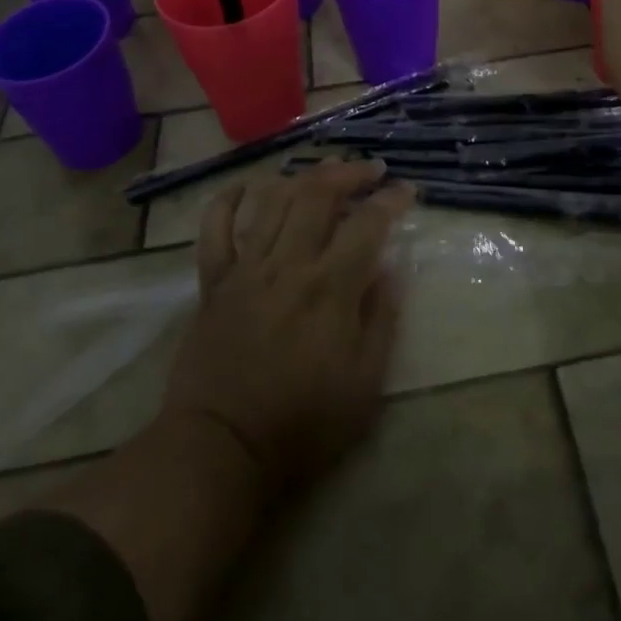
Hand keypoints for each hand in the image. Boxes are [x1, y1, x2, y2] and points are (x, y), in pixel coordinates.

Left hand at [158, 160, 413, 503]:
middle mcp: (288, 264)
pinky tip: (246, 187)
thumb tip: (390, 270)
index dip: (391, 200)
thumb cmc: (301, 425)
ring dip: (302, 177)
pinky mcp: (213, 282)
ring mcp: (246, 269)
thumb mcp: (364, 386)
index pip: (367, 223)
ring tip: (324, 170)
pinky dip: (227, 202)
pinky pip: (215, 229)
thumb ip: (381, 321)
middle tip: (369, 170)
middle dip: (348, 173)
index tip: (407, 191)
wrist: (221, 451)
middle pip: (318, 194)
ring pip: (273, 200)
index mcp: (330, 288)